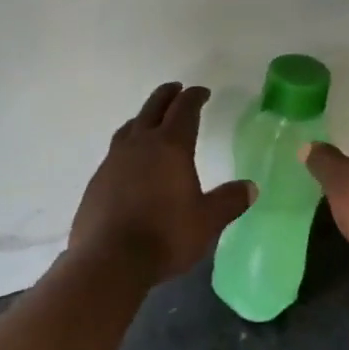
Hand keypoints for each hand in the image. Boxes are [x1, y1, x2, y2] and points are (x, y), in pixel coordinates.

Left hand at [68, 82, 255, 283]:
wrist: (109, 259)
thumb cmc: (165, 236)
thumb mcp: (207, 221)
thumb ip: (229, 201)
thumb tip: (251, 187)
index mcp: (170, 147)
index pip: (184, 110)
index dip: (194, 97)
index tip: (202, 91)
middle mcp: (139, 145)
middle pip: (153, 108)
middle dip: (167, 96)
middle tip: (176, 90)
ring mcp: (114, 160)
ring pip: (130, 127)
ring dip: (144, 117)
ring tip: (150, 120)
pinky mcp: (97, 179)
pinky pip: (115, 151)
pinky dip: (128, 144)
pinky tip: (130, 160)